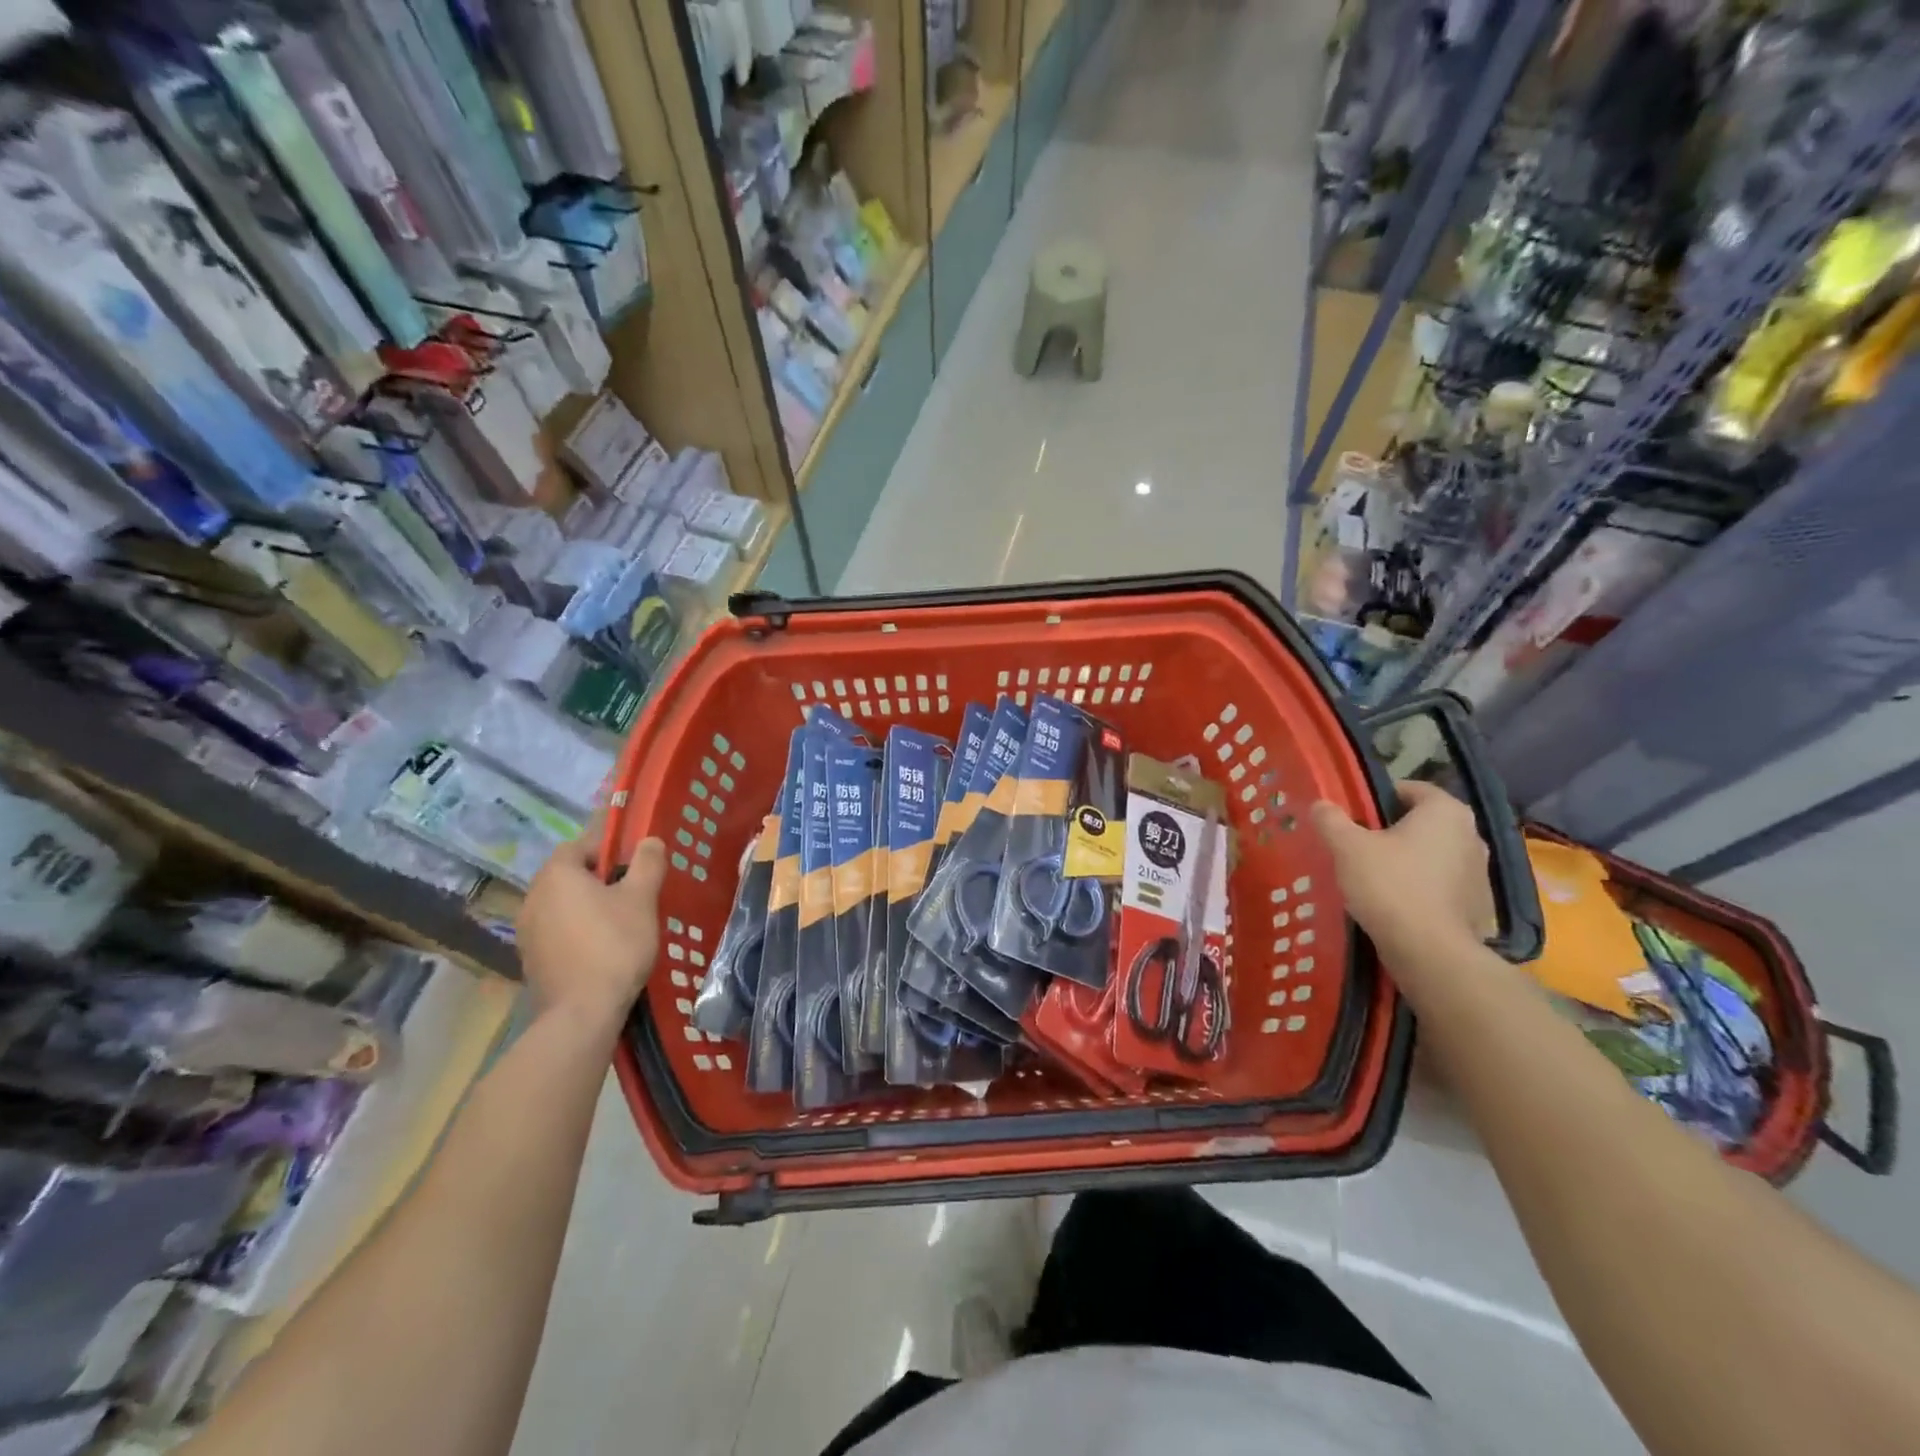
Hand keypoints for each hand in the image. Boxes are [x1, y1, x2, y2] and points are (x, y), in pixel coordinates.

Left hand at [516, 824, 666, 1028]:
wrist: (582, 1011)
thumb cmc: (615, 944)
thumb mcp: (642, 898)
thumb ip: (647, 863)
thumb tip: (649, 840)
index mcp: (557, 875)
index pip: (579, 844)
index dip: (607, 846)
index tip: (633, 860)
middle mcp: (533, 896)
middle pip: (568, 874)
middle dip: (597, 876)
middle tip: (630, 889)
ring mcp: (527, 930)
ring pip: (561, 903)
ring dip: (585, 904)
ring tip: (618, 919)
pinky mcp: (530, 958)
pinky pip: (556, 930)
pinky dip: (575, 929)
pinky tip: (600, 946)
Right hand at [1311, 781, 1495, 957]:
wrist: (1429, 950)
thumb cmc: (1389, 884)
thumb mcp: (1347, 847)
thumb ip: (1331, 820)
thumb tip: (1320, 804)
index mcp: (1445, 811)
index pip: (1409, 789)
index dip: (1377, 798)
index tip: (1353, 817)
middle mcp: (1471, 834)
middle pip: (1422, 822)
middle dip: (1391, 830)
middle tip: (1357, 846)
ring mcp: (1480, 871)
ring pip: (1433, 854)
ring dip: (1407, 859)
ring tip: (1373, 876)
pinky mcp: (1479, 904)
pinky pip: (1441, 883)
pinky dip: (1421, 886)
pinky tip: (1395, 902)